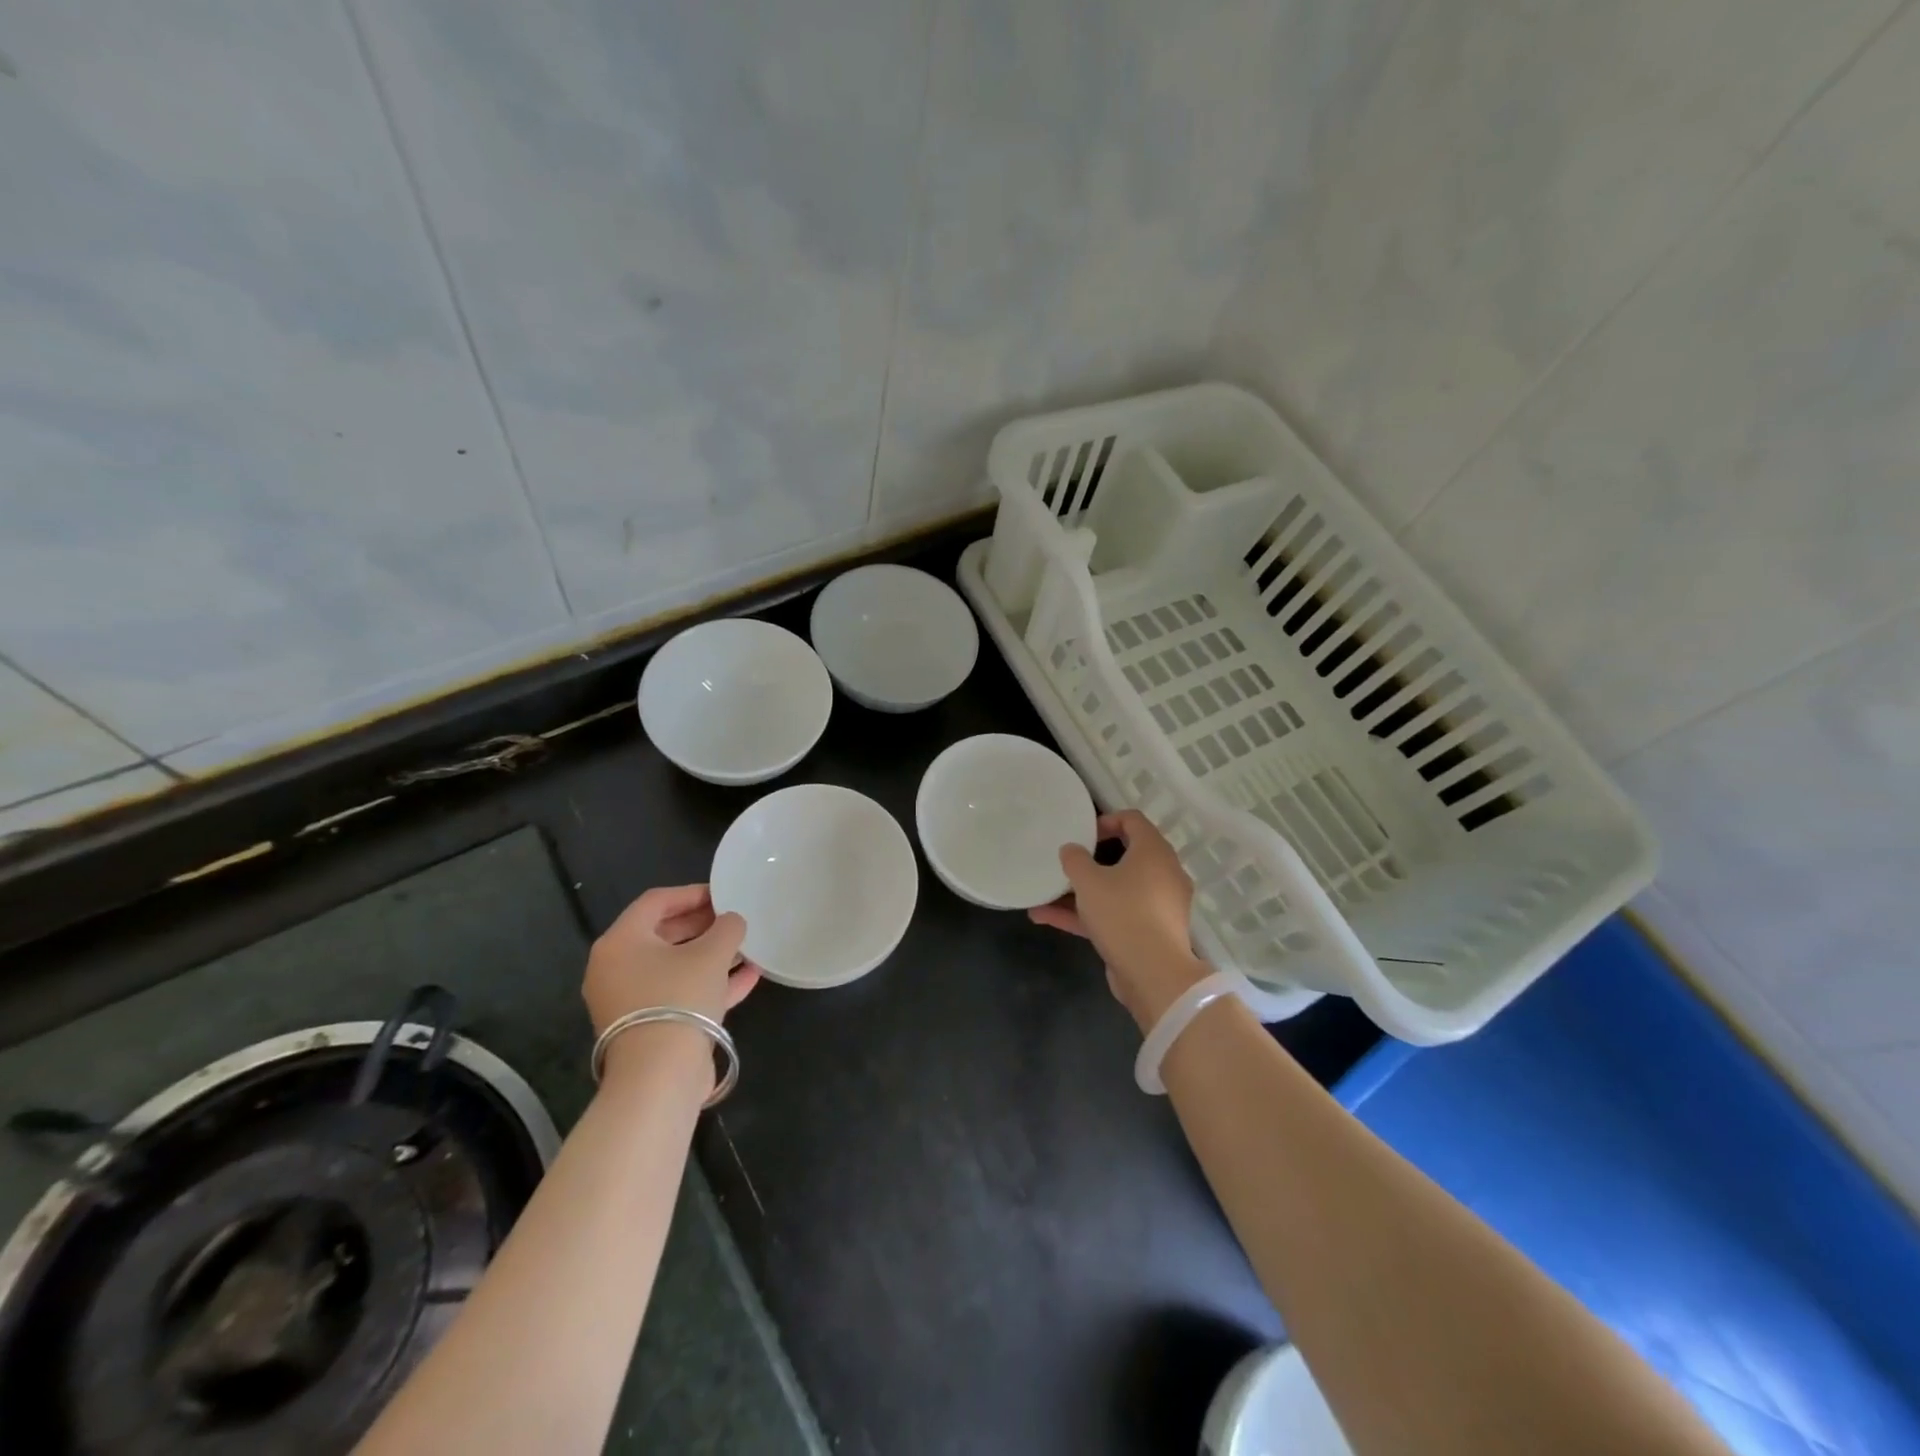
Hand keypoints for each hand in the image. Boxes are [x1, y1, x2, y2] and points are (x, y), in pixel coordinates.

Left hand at [584, 886, 760, 1080]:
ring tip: (745, 946)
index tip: (724, 894)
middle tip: (734, 919)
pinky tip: (748, 977)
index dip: (692, 893)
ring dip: (710, 954)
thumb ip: (727, 928)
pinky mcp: (647, 1026)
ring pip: (674, 966)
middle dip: (703, 925)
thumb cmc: (679, 998)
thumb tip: (732, 921)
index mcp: (620, 942)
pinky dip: (708, 982)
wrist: (660, 1076)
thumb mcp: (711, 954)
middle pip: (663, 933)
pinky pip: (679, 993)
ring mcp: (630, 1001)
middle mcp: (616, 968)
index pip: (656, 902)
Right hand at [1028, 809, 1209, 1031]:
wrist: (1154, 974)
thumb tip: (1071, 849)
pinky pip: (1115, 915)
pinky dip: (1087, 915)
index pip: (1133, 820)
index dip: (1106, 820)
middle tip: (1067, 862)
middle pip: (1126, 856)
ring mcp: (1157, 906)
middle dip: (1091, 860)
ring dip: (1081, 892)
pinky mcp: (1148, 933)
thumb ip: (1075, 859)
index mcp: (1154, 852)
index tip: (1082, 834)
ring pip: (1116, 890)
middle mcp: (1162, 874)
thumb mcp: (1089, 881)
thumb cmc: (1123, 913)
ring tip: (1045, 894)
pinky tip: (1047, 918)